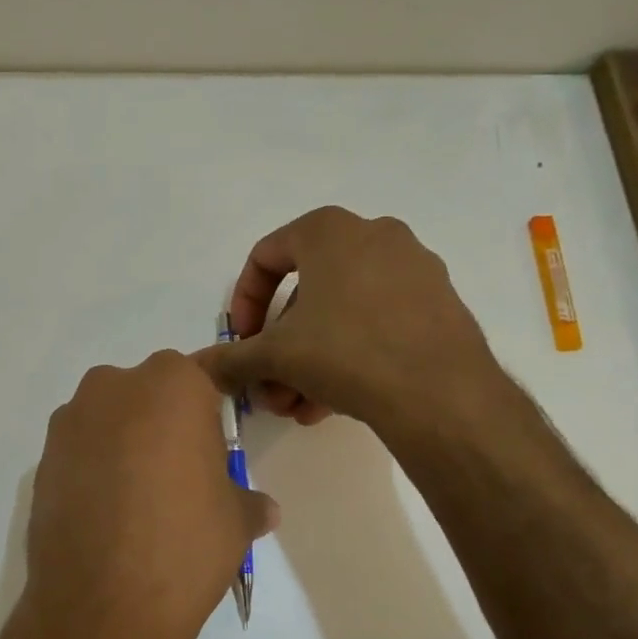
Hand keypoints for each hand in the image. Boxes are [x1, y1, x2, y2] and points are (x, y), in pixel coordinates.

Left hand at [17, 351, 277, 638]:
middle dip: (163, 426)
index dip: (207, 417)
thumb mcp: (237, 522)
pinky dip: (93, 471)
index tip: (211, 451)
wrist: (103, 605)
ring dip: (124, 446)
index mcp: (172, 383)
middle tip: (178, 479)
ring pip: (109, 421)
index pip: (199, 382)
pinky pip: (80, 452)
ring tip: (138, 503)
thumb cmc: (186, 544)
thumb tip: (264, 509)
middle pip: (148, 396)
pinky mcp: (41, 459)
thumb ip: (249, 502)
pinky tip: (105, 516)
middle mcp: (114, 386)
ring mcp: (70, 421)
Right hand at [198, 207, 500, 435]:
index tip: (241, 343)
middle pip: (304, 293)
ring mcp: (413, 269)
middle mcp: (374, 236)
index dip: (243, 304)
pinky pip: (375, 324)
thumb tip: (195, 368)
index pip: (266, 256)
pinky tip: (330, 404)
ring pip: (340, 314)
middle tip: (268, 388)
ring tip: (296, 407)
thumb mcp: (276, 355)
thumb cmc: (347, 352)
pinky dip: (347, 357)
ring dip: (308, 361)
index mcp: (330, 230)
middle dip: (278, 347)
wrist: (442, 394)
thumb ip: (231, 358)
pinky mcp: (437, 304)